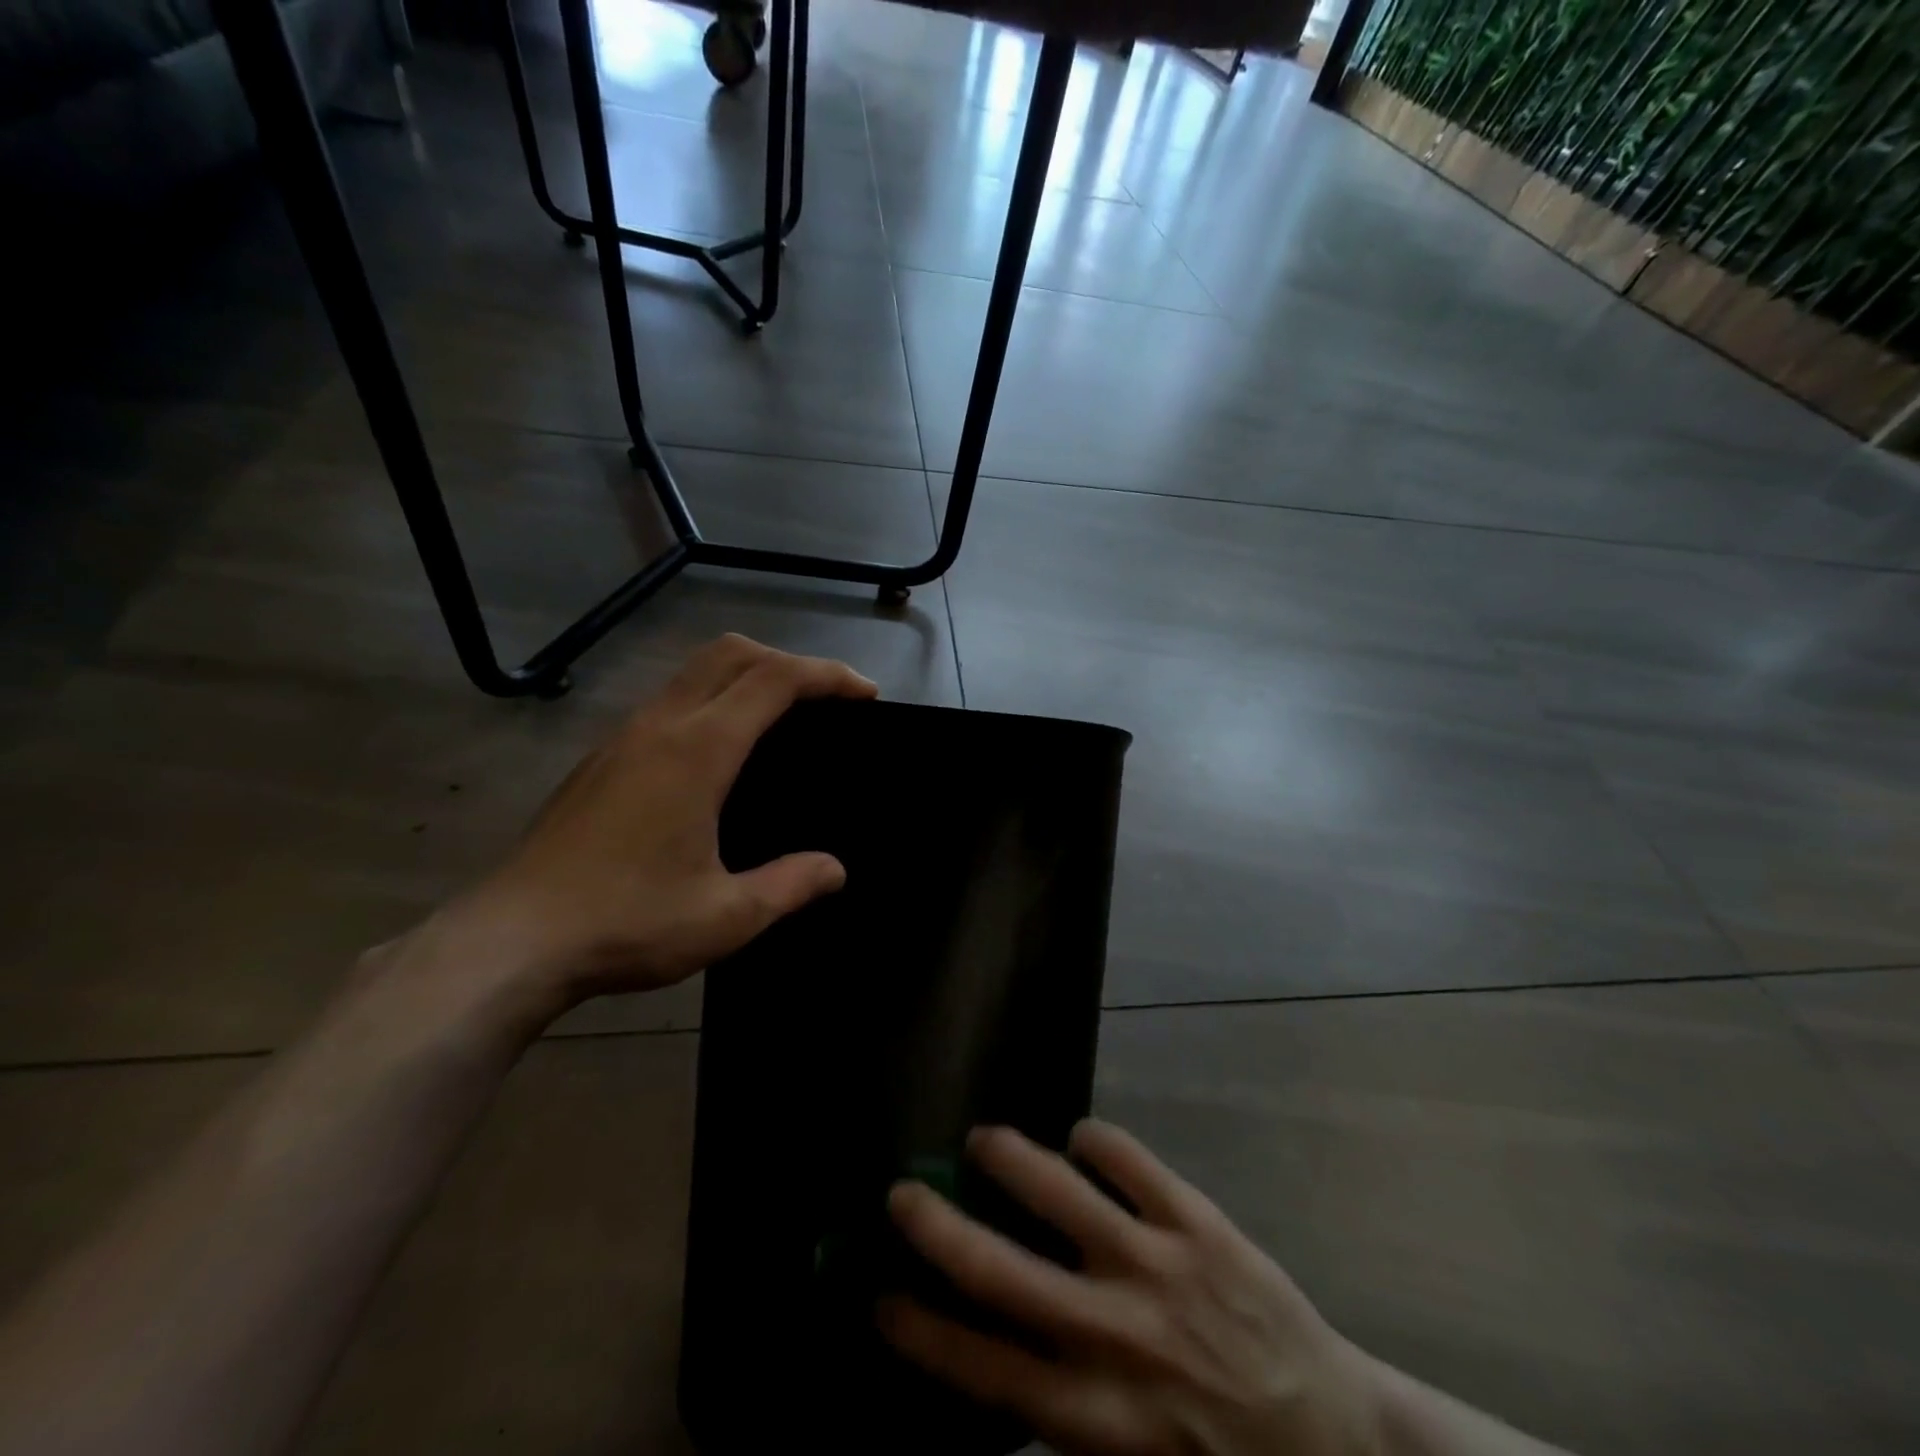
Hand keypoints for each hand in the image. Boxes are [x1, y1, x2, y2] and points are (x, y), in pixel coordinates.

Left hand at [434, 635, 875, 1008]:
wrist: (510, 942)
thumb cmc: (627, 923)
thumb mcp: (726, 916)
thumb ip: (790, 885)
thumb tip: (835, 870)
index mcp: (698, 751)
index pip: (774, 681)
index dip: (827, 676)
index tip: (864, 694)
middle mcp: (659, 727)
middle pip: (730, 653)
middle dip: (786, 660)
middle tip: (824, 699)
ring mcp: (621, 739)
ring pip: (692, 672)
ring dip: (743, 676)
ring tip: (778, 720)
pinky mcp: (598, 760)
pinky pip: (666, 702)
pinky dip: (709, 701)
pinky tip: (715, 756)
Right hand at [880, 1121, 1383, 1455]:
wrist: (1342, 1445)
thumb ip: (1063, 1427)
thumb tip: (993, 1372)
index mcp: (1094, 1416)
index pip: (982, 1369)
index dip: (923, 1331)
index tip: (881, 1297)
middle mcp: (1114, 1336)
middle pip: (1003, 1274)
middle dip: (940, 1230)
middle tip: (903, 1194)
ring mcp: (1157, 1267)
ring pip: (1063, 1195)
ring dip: (1013, 1160)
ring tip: (982, 1139)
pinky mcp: (1199, 1223)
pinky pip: (1131, 1161)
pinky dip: (1096, 1142)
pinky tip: (1081, 1141)